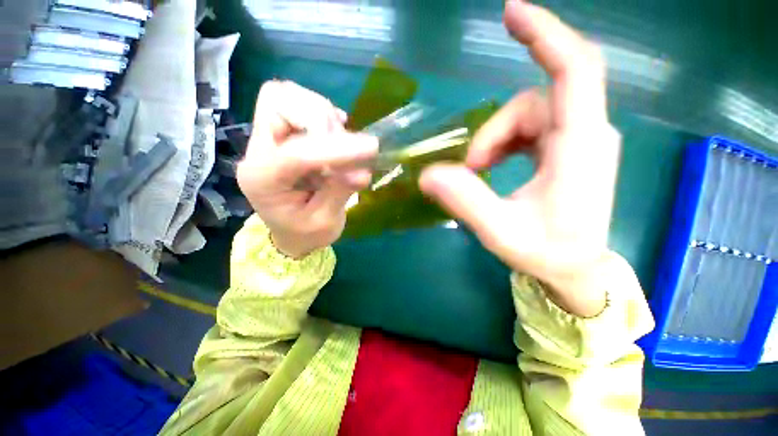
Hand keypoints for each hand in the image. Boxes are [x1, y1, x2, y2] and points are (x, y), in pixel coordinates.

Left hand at [237, 81, 377, 257]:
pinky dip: (323, 113)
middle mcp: (258, 152)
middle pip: (278, 102)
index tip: (371, 149)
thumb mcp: (325, 222)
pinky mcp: (282, 135)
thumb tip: (363, 171)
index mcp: (263, 181)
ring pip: (287, 96)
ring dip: (322, 115)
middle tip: (344, 143)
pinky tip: (336, 133)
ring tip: (341, 142)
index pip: (297, 152)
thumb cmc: (305, 233)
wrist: (290, 233)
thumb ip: (340, 192)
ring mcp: (268, 140)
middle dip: (319, 118)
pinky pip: (299, 104)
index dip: (336, 148)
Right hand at [420, 0, 619, 316]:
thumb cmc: (546, 253)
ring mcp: (579, 140)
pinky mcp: (568, 150)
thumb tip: (427, 175)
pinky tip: (494, 167)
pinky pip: (532, 129)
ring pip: (527, 117)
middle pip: (530, 105)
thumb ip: (465, 200)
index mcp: (580, 146)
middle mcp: (586, 134)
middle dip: (492, 134)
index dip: (544, 34)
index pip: (573, 70)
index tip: (510, 12)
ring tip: (479, 174)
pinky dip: (505, 144)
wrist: (576, 269)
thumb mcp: (500, 231)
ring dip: (495, 142)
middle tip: (471, 171)